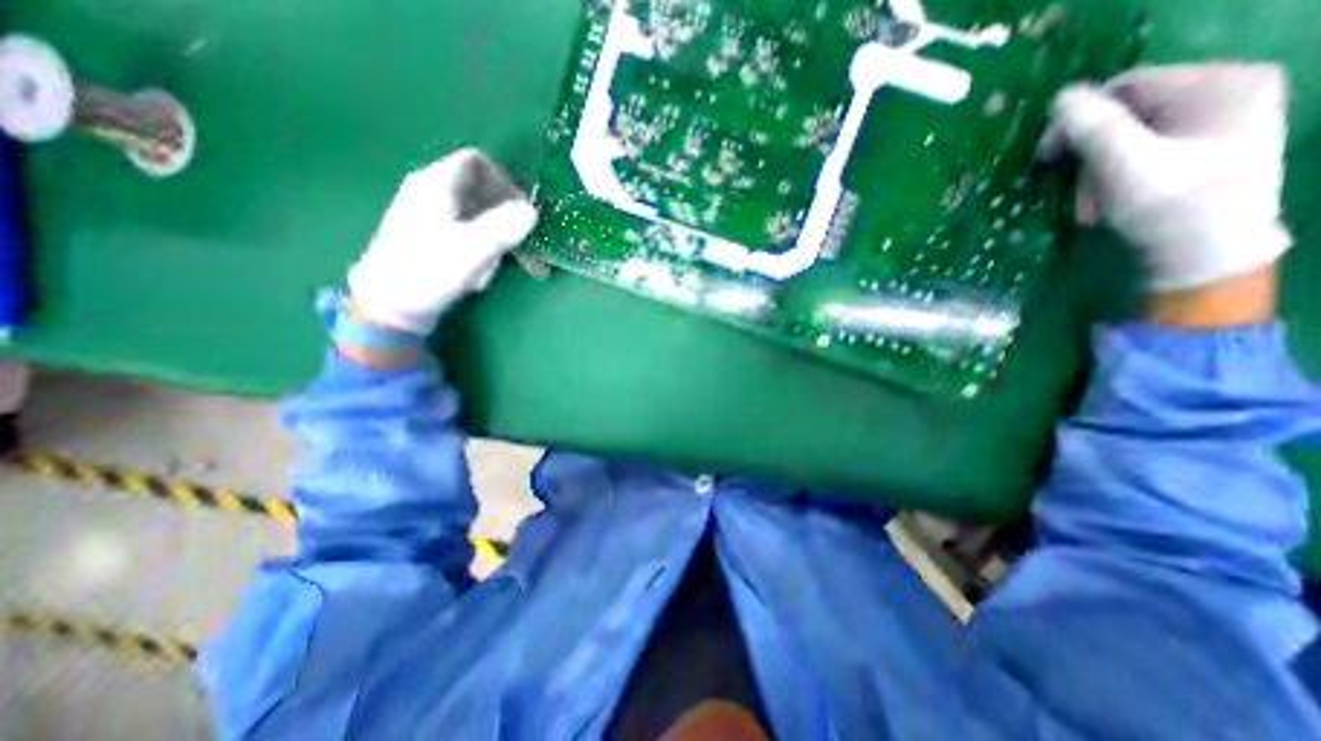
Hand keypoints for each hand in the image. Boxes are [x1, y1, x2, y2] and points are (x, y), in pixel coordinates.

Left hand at [350, 148, 541, 332]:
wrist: (388, 306)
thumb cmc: (429, 271)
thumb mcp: (472, 248)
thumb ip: (504, 226)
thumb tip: (532, 211)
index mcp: (437, 184)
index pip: (478, 163)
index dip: (506, 184)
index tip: (523, 212)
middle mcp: (431, 192)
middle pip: (482, 193)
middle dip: (507, 223)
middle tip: (524, 249)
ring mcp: (430, 216)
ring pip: (478, 218)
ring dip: (496, 243)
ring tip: (495, 270)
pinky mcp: (431, 238)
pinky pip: (467, 235)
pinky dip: (482, 252)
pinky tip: (479, 275)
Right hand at [1044, 60, 1291, 296]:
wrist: (1203, 258)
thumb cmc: (1169, 210)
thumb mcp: (1124, 166)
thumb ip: (1093, 128)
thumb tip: (1060, 97)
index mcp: (1223, 83)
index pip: (1126, 87)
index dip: (1076, 122)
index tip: (1045, 160)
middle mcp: (1227, 91)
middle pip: (1124, 115)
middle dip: (1088, 158)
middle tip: (1078, 194)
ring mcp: (1215, 121)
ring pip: (1124, 139)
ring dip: (1095, 175)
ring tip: (1095, 206)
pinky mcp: (1199, 148)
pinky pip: (1136, 153)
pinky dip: (1111, 179)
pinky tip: (1109, 202)